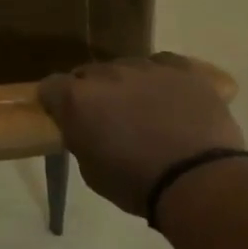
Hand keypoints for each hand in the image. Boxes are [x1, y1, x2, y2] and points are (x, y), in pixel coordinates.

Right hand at [38, 54, 246, 216]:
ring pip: (126, 68)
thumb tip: (86, 128)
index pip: (50, 87)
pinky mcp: (183, 69)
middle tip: (106, 119)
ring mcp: (146, 67)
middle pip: (89, 74)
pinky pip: (163, 64)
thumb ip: (81, 138)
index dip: (55, 102)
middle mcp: (107, 74)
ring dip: (127, 85)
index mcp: (77, 99)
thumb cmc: (135, 183)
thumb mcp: (90, 169)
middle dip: (92, 92)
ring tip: (143, 110)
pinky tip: (169, 97)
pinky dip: (160, 78)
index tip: (64, 118)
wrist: (197, 180)